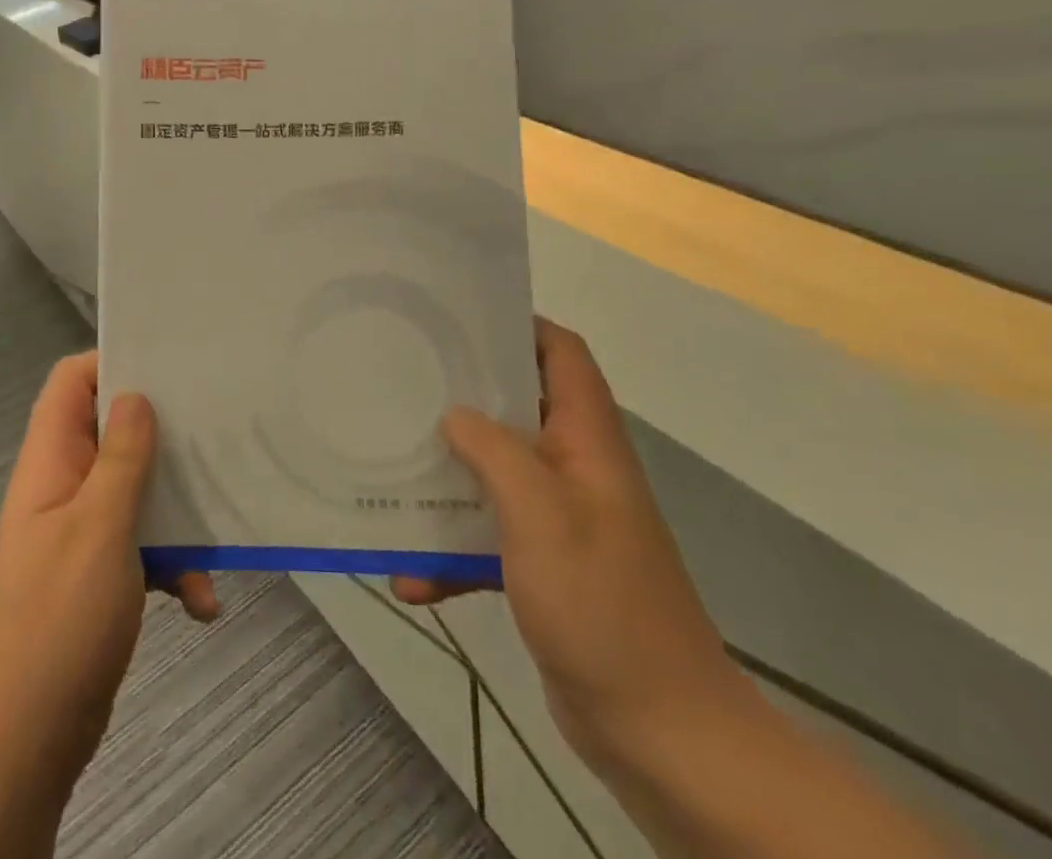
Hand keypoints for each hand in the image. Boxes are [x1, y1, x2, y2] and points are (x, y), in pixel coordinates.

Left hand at [0, 352, 217, 795]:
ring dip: (177, 510)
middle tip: (213, 430)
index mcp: (51, 460)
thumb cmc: (58, 619)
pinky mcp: (103, 571)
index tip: (168, 364)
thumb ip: (121, 458)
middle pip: (113, 430)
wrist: (26, 739)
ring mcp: (83, 529)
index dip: (112, 361)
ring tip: (217, 525)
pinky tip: (202, 600)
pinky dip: (174, 563)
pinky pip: (145, 545)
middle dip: (163, 433)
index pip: (70, 383)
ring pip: (137, 489)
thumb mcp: (98, 527)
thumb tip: (134, 394)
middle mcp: (65, 485)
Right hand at [394, 319, 749, 776]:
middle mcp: (575, 468)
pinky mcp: (542, 565)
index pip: (562, 354)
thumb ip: (493, 450)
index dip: (519, 325)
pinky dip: (451, 550)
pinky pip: (487, 537)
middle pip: (519, 405)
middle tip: (406, 379)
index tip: (458, 320)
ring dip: (449, 473)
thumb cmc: (600, 603)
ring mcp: (559, 518)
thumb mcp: (540, 512)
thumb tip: (454, 414)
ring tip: (392, 462)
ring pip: (495, 470)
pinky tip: (408, 574)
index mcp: (587, 441)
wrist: (659, 731)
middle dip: (464, 392)